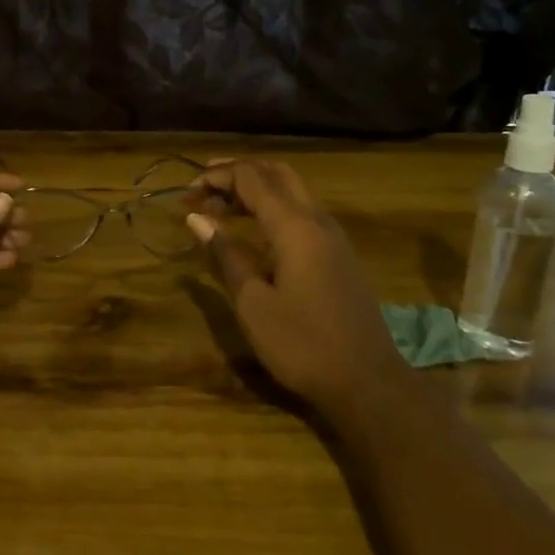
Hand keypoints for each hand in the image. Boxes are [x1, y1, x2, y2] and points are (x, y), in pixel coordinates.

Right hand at [186, 160, 397, 412]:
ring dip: (256, 188)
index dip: (216, 177)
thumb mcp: (253, 302)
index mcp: (294, 227)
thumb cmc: (302, 344)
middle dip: (237, 172)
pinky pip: (302, 210)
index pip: (251, 178)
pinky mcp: (338, 254)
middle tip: (203, 187)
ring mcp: (333, 236)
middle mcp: (317, 220)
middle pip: (276, 173)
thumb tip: (197, 219)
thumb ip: (226, 254)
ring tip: (220, 205)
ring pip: (292, 189)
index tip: (186, 196)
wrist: (367, 382)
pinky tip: (253, 229)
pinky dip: (273, 206)